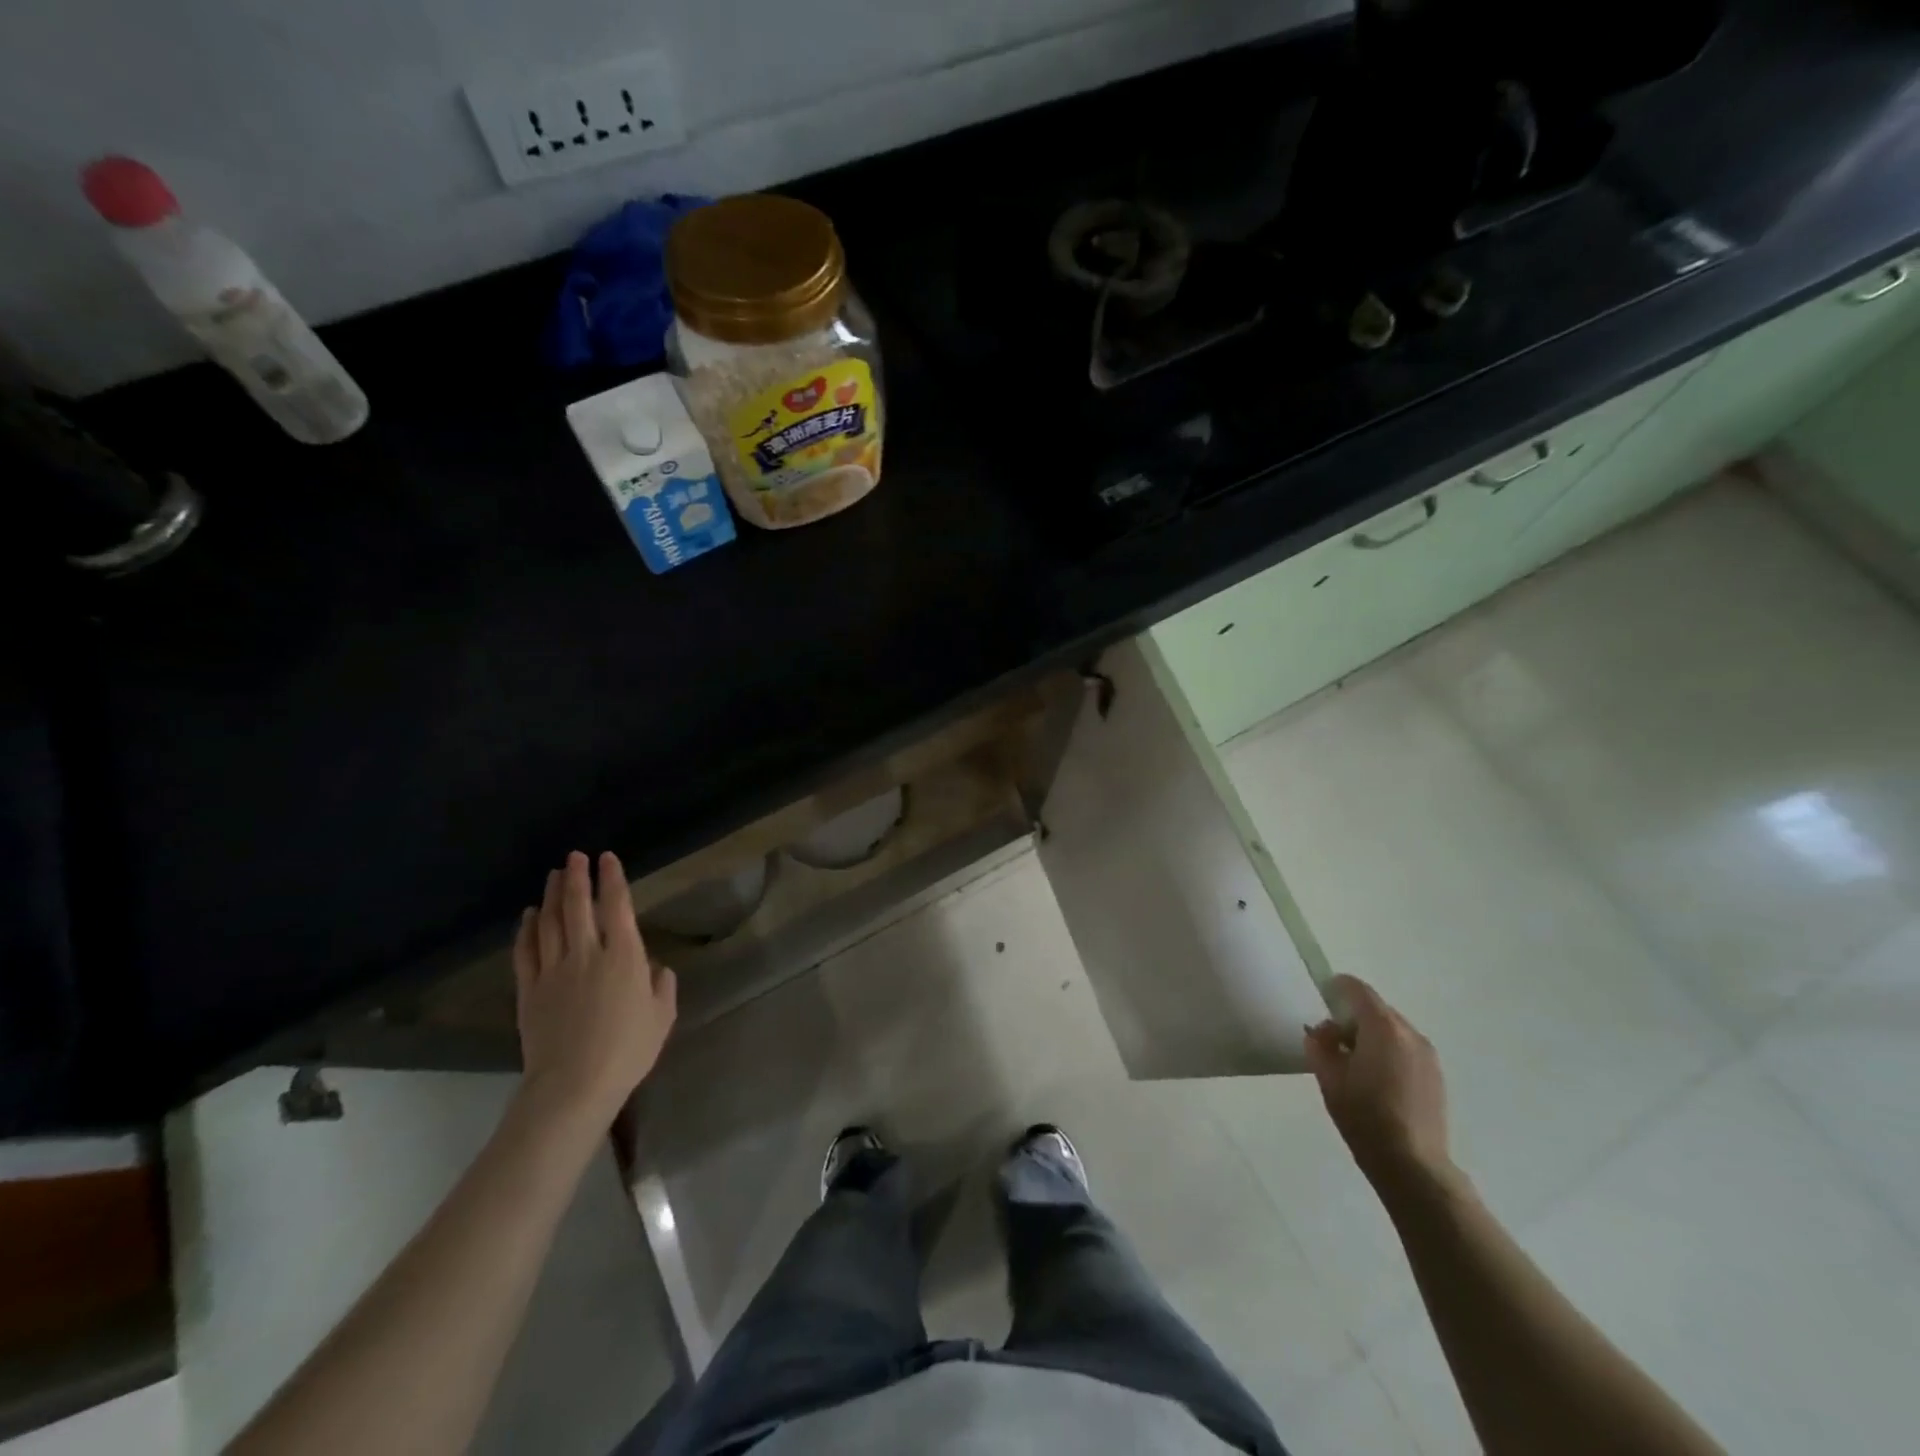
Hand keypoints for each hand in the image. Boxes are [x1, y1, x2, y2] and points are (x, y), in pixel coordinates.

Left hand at [513, 851, 676, 1130]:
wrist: (573, 1085)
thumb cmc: (627, 1051)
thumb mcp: (661, 1017)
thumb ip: (662, 986)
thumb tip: (655, 968)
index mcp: (624, 956)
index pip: (618, 906)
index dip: (613, 879)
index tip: (608, 859)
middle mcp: (588, 953)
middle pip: (579, 906)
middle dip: (578, 877)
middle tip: (575, 856)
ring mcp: (554, 970)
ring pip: (551, 922)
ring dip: (553, 895)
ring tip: (554, 875)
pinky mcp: (529, 990)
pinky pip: (526, 951)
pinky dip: (527, 929)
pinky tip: (529, 915)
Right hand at [1304, 974, 1453, 1197]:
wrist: (1412, 1165)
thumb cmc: (1364, 1115)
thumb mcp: (1328, 1076)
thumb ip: (1320, 1044)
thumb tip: (1324, 1032)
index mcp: (1383, 1028)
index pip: (1358, 990)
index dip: (1337, 988)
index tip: (1322, 999)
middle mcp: (1410, 1034)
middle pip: (1376, 1009)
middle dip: (1352, 1017)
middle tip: (1332, 1041)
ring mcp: (1428, 1056)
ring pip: (1392, 1030)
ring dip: (1371, 1036)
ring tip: (1354, 1064)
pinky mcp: (1436, 1076)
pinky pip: (1406, 1049)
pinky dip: (1388, 1052)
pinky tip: (1376, 1081)